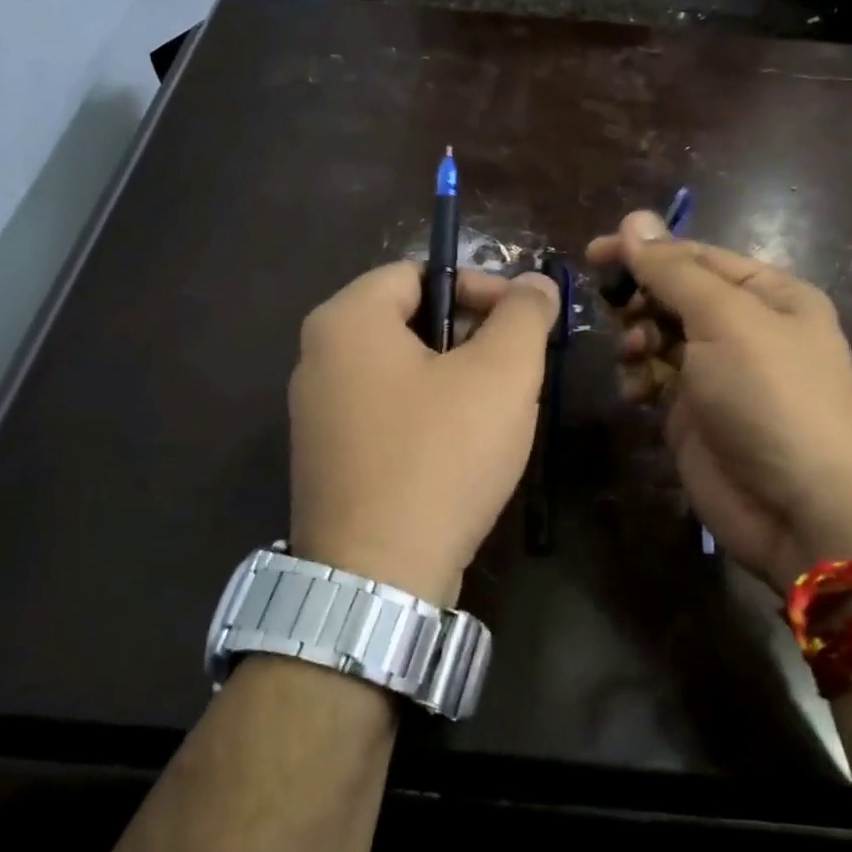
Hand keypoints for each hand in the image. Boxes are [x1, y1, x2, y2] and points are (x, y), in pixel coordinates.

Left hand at [288, 262, 560, 605]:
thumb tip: (535, 283)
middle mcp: (317, 358)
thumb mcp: (501, 374)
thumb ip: (524, 316)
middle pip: (408, 320)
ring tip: (499, 410)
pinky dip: (428, 416)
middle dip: (472, 335)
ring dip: (455, 379)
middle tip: (518, 368)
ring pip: (401, 371)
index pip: (419, 272)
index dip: (479, 286)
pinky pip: (386, 414)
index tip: (523, 320)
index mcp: (346, 320)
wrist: (379, 579)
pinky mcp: (328, 459)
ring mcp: (316, 413)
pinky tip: (462, 450)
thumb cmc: (441, 456)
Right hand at [588, 210, 851, 593]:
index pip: (697, 256)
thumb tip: (633, 220)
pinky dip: (639, 380)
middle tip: (614, 311)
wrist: (799, 510)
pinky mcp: (694, 414)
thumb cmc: (771, 398)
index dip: (646, 251)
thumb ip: (674, 271)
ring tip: (635, 355)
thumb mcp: (726, 321)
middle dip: (641, 299)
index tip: (593, 255)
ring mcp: (718, 373)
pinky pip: (655, 379)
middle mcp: (746, 328)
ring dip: (636, 339)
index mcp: (769, 295)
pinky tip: (637, 393)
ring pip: (658, 336)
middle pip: (674, 295)